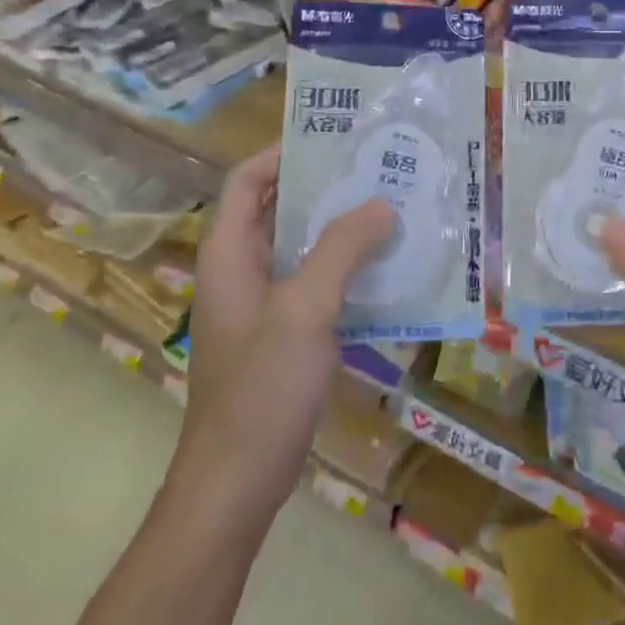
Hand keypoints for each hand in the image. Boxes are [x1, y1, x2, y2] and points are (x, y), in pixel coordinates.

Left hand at [170, 144, 393, 527]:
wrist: (236, 484)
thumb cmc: (261, 390)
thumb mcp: (305, 310)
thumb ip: (342, 250)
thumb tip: (381, 204)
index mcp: (230, 254)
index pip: (246, 180)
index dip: (282, 152)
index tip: (334, 139)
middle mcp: (242, 270)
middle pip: (279, 209)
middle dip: (326, 186)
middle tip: (380, 168)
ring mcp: (263, 304)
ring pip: (302, 246)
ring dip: (342, 227)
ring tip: (394, 208)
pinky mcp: (284, 333)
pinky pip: (317, 282)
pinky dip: (347, 267)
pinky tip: (389, 267)